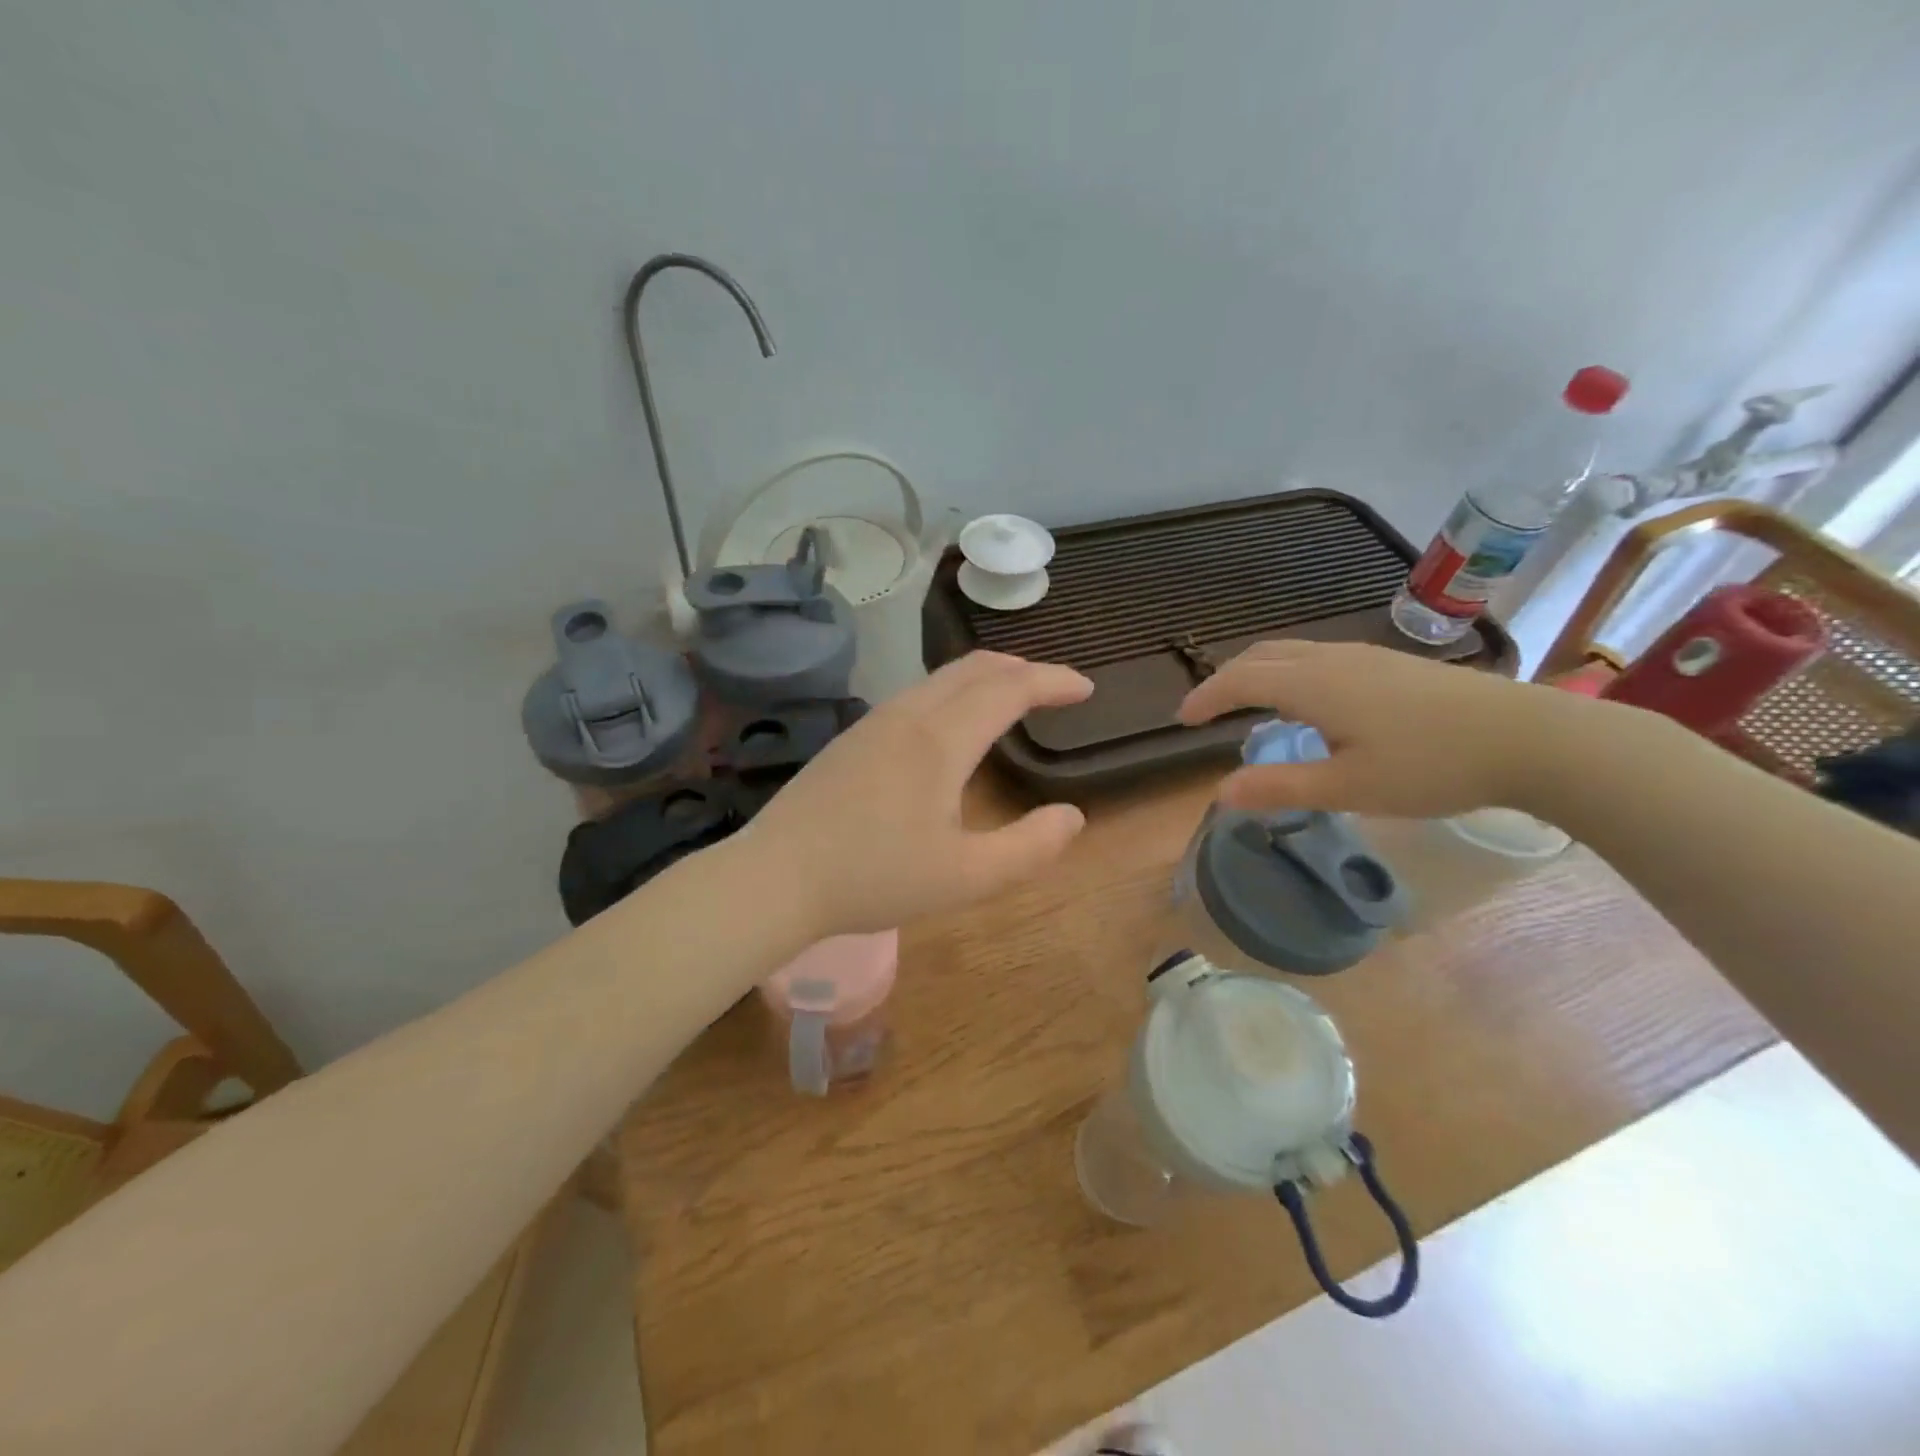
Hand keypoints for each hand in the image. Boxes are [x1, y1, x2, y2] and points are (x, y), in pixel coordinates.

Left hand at [741, 652, 1093, 936]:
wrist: (776, 877)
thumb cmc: (874, 878)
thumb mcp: (965, 878)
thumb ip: (1029, 848)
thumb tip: (1072, 816)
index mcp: (941, 740)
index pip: (1010, 688)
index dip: (1053, 681)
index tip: (1086, 689)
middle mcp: (909, 715)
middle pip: (975, 667)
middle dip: (1023, 668)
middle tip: (1054, 688)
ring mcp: (875, 721)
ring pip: (942, 677)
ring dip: (986, 677)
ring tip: (1012, 699)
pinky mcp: (853, 736)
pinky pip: (917, 694)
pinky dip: (954, 691)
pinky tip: (953, 725)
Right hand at [1178, 640, 1604, 818]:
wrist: (1531, 738)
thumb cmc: (1432, 765)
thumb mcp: (1349, 787)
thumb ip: (1280, 787)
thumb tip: (1220, 792)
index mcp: (1313, 684)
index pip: (1240, 679)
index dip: (1206, 697)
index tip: (1182, 721)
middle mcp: (1332, 659)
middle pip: (1262, 655)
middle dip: (1226, 679)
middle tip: (1207, 711)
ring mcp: (1365, 657)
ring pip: (1292, 653)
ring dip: (1259, 674)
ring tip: (1249, 708)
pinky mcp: (1392, 665)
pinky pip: (1319, 659)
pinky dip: (1290, 674)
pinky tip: (1308, 706)